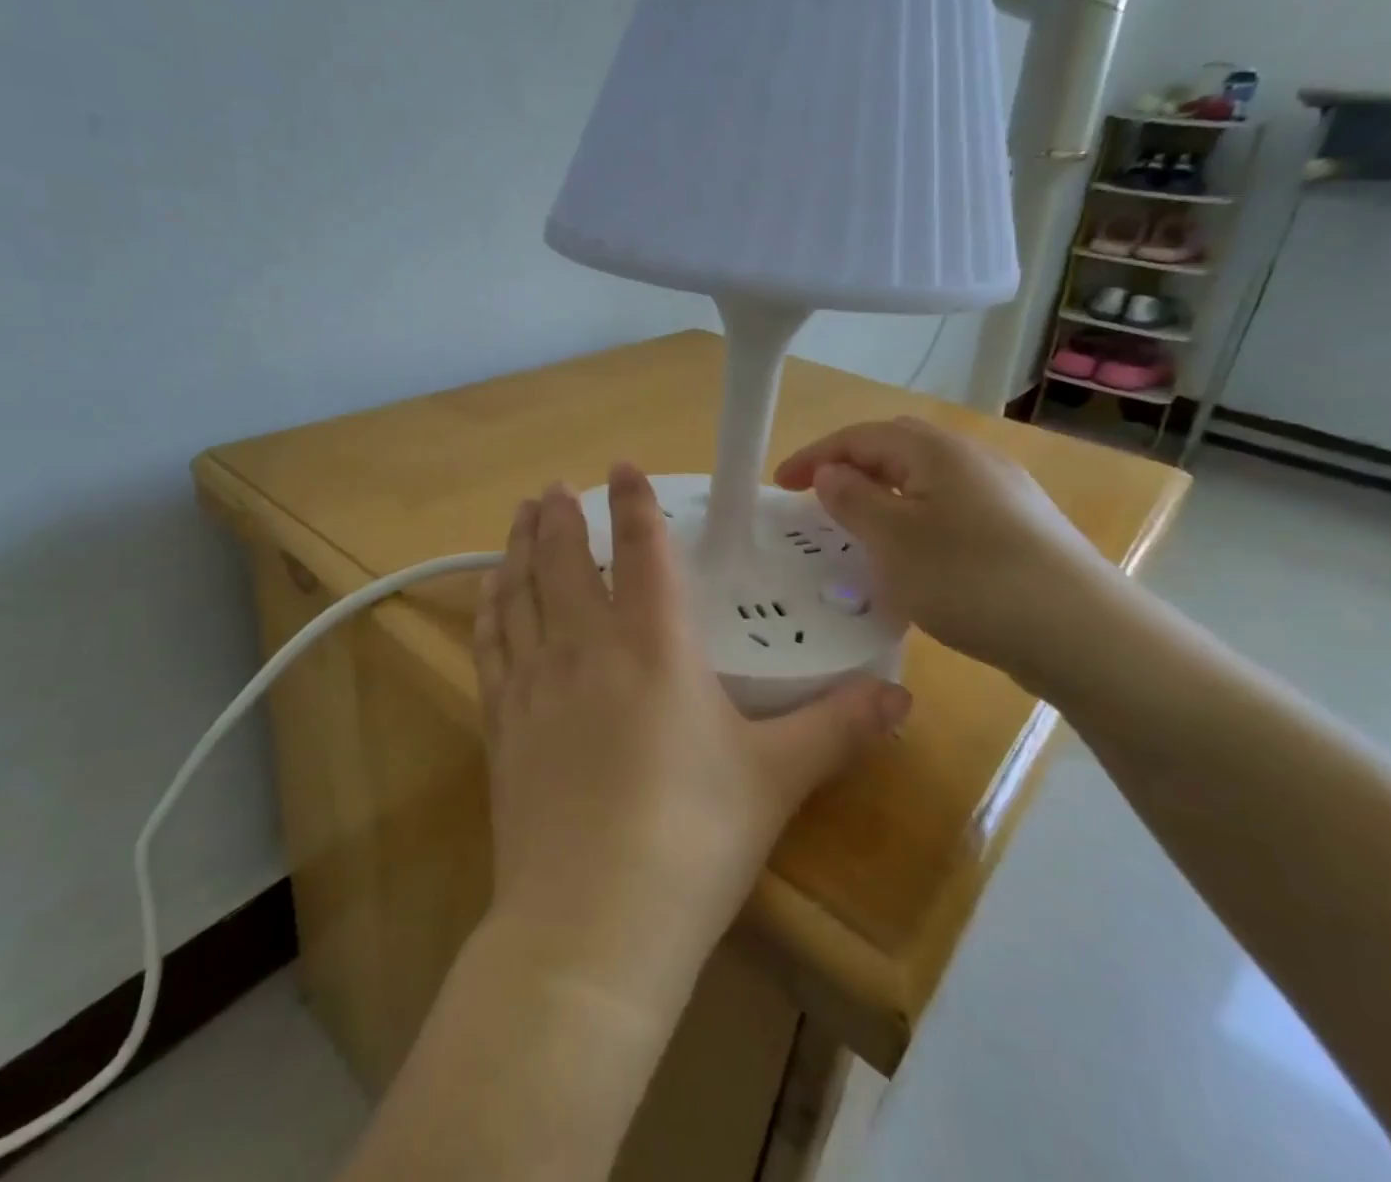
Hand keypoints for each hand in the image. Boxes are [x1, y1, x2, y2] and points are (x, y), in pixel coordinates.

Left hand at [472, 465, 909, 1010]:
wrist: (591, 925)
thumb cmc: (692, 841)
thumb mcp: (776, 780)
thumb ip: (838, 728)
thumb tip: (902, 695)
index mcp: (654, 646)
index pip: (642, 550)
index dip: (634, 502)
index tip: (622, 465)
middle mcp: (586, 646)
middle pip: (565, 560)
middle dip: (560, 516)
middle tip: (554, 487)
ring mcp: (534, 682)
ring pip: (519, 591)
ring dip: (518, 547)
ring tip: (518, 518)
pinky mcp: (501, 722)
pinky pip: (490, 643)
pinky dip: (489, 607)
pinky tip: (489, 593)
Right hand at [775, 417, 1116, 683]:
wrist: (1083, 633)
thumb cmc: (972, 579)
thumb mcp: (894, 540)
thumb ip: (853, 500)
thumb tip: (831, 473)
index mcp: (937, 452)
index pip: (861, 436)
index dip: (815, 455)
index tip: (779, 484)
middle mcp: (972, 459)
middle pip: (896, 449)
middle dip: (850, 467)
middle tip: (817, 498)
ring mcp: (1003, 493)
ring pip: (925, 480)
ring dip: (883, 494)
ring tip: (858, 528)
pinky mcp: (1020, 528)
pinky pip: (950, 508)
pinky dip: (915, 518)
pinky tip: (913, 556)